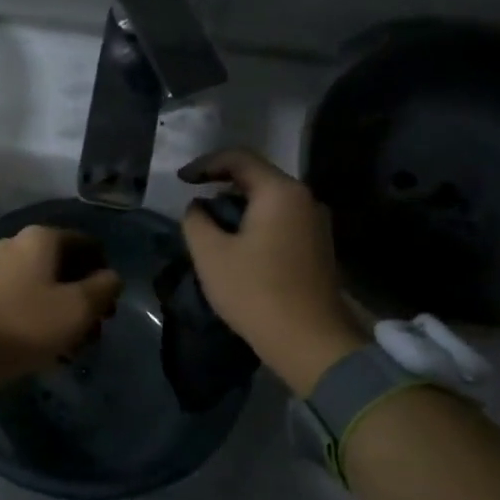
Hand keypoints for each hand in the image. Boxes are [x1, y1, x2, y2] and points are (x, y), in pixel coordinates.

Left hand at [0, 226, 122, 398]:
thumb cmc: (27, 324)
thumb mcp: (78, 308)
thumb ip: (104, 287)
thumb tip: (111, 277)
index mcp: (41, 237)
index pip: (87, 244)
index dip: (105, 273)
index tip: (110, 305)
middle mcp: (16, 243)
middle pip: (65, 266)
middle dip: (85, 296)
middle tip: (95, 330)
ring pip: (45, 285)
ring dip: (65, 311)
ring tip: (74, 346)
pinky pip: (24, 298)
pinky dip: (41, 317)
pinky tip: (49, 346)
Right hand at [179, 149, 366, 394]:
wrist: (309, 340)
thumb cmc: (255, 291)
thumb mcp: (210, 254)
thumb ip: (196, 221)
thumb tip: (198, 208)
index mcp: (280, 192)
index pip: (240, 159)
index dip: (205, 164)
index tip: (181, 180)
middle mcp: (305, 199)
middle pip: (258, 178)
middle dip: (221, 186)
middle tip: (194, 205)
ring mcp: (316, 224)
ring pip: (269, 202)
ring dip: (238, 208)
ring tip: (211, 229)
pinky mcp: (318, 247)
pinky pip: (281, 221)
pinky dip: (255, 224)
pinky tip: (237, 247)